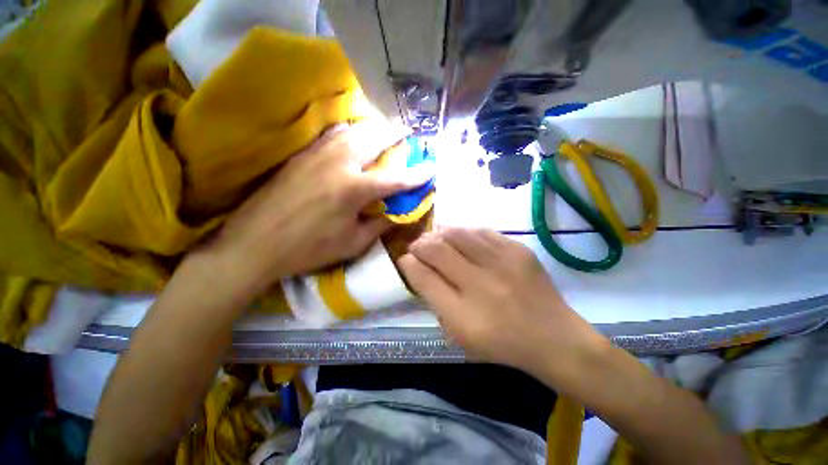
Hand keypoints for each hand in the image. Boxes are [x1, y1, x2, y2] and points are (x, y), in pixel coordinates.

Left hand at [204, 120, 430, 295]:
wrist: (255, 243)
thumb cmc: (308, 249)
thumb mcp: (352, 244)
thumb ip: (379, 225)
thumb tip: (397, 213)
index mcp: (354, 189)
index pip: (395, 178)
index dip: (416, 174)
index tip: (431, 168)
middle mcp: (339, 163)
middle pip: (374, 138)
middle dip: (395, 135)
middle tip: (406, 135)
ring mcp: (317, 154)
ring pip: (353, 130)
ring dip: (373, 129)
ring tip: (383, 133)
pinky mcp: (302, 154)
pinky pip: (332, 135)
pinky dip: (349, 132)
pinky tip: (352, 137)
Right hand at [398, 228, 609, 388]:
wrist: (553, 336)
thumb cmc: (500, 343)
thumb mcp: (459, 334)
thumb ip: (434, 299)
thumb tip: (416, 267)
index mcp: (464, 315)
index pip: (423, 277)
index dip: (408, 263)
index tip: (405, 259)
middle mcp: (482, 284)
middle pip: (437, 249)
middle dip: (419, 244)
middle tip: (417, 246)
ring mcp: (503, 262)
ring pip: (457, 233)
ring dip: (438, 234)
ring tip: (434, 239)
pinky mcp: (518, 249)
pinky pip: (480, 231)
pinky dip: (463, 232)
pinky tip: (459, 238)